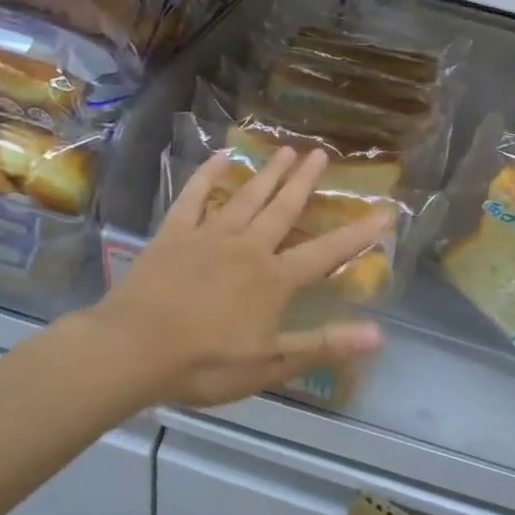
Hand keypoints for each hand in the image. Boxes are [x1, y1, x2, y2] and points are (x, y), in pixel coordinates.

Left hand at [87, 147, 389, 409]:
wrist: (130, 351)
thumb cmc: (203, 364)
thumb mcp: (269, 365)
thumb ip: (323, 345)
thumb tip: (378, 335)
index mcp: (274, 279)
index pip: (326, 252)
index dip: (358, 235)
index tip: (384, 213)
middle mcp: (248, 248)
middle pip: (284, 208)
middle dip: (305, 181)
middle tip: (321, 154)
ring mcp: (209, 235)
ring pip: (247, 196)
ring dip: (269, 173)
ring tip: (286, 149)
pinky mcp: (175, 234)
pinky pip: (195, 197)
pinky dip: (209, 175)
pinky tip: (221, 156)